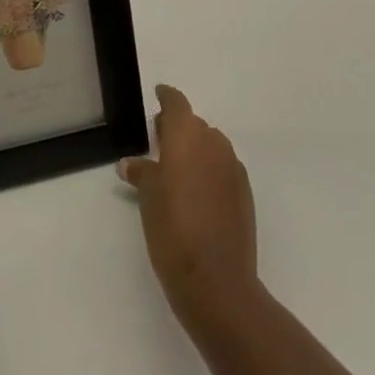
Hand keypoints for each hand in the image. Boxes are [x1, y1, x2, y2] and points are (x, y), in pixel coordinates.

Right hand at [118, 84, 257, 319]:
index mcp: (187, 136)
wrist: (216, 279)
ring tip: (177, 172)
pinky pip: (222, 167)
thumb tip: (130, 162)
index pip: (177, 103)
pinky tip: (197, 194)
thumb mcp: (148, 199)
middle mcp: (213, 141)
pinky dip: (209, 171)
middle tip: (159, 141)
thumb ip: (142, 173)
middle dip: (178, 129)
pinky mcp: (244, 189)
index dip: (167, 97)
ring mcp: (232, 165)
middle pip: (194, 124)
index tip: (158, 95)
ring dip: (195, 151)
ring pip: (210, 145)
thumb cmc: (173, 230)